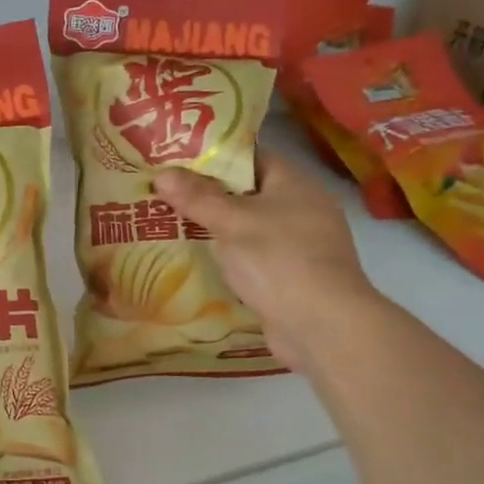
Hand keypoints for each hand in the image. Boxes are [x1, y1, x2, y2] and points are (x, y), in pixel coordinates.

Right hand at [154, 152, 376, 372]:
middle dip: (208, 195)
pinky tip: (198, 263)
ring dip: (216, 230)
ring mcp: (300, 246)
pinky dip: (229, 259)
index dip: (214, 157)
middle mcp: (302, 209)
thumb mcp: (231, 222)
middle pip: (248, 193)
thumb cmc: (277, 260)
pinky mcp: (293, 278)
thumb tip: (162, 173)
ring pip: (249, 228)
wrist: (322, 326)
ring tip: (172, 226)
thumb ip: (196, 197)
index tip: (176, 162)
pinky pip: (254, 258)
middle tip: (165, 195)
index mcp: (294, 183)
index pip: (251, 157)